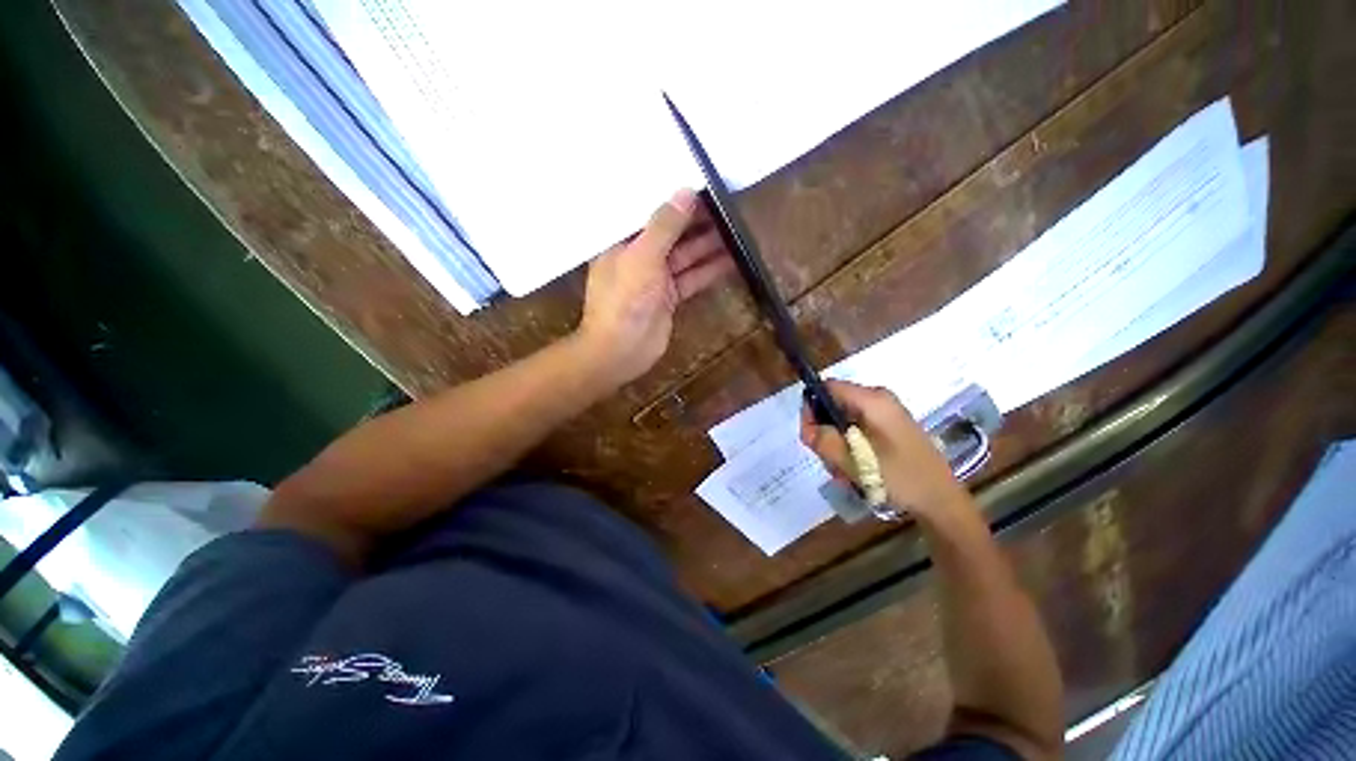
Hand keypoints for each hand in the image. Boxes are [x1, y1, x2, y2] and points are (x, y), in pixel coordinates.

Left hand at [578, 189, 734, 384]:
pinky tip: (731, 259)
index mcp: (622, 241)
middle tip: (728, 205)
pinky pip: (691, 278)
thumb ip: (664, 226)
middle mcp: (638, 256)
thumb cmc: (624, 301)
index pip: (649, 212)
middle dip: (697, 222)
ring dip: (708, 245)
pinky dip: (709, 270)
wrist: (621, 351)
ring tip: (736, 228)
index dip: (675, 199)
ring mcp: (655, 278)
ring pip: (685, 256)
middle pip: (671, 233)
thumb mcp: (642, 257)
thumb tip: (685, 192)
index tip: (702, 185)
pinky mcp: (669, 298)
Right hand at [800, 380, 969, 518]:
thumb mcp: (855, 461)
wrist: (942, 502)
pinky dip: (850, 449)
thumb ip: (824, 441)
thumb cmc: (901, 478)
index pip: (827, 388)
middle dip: (825, 432)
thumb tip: (807, 429)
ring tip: (843, 472)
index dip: (812, 407)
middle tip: (827, 460)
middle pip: (834, 406)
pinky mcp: (889, 429)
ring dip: (836, 446)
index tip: (809, 435)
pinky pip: (857, 431)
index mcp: (872, 400)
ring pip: (843, 421)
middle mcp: (878, 401)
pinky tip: (855, 472)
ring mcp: (885, 415)